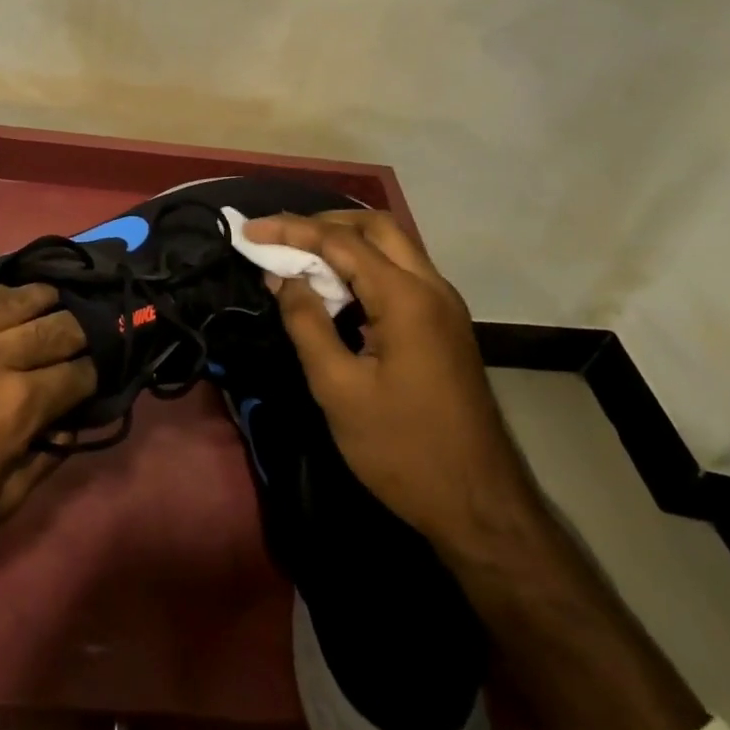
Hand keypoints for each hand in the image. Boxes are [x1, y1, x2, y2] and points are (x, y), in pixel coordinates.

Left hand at [0, 281, 96, 588]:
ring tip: (46, 306)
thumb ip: (44, 460)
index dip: (90, 375)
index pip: (77, 373)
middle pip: (54, 326)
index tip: (88, 377)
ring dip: (39, 304)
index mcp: (16, 408)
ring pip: (14, 298)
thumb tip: (72, 422)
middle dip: (74, 335)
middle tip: (73, 341)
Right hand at [243, 212, 536, 547]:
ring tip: (299, 257)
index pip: (341, 241)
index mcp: (406, 298)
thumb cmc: (403, 449)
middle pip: (375, 226)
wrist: (480, 507)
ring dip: (345, 242)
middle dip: (323, 222)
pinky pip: (399, 273)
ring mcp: (443, 305)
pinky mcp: (443, 325)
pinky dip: (363, 266)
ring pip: (391, 246)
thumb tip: (283, 276)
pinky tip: (336, 288)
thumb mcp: (339, 389)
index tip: (249, 231)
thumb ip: (306, 323)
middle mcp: (431, 287)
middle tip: (281, 238)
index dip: (291, 230)